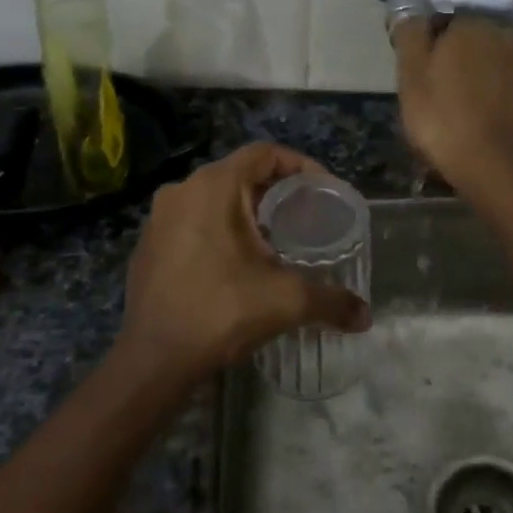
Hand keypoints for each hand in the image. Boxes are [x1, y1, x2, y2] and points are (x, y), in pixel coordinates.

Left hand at [114, 142, 369, 384]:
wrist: (153, 358)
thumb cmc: (221, 311)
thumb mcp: (286, 301)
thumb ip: (331, 301)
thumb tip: (365, 316)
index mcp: (214, 186)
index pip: (264, 153)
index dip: (299, 165)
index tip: (322, 190)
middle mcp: (182, 190)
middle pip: (239, 174)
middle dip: (275, 191)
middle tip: (304, 216)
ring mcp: (158, 218)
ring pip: (213, 198)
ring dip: (245, 211)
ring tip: (274, 239)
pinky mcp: (148, 244)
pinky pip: (191, 221)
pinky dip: (218, 230)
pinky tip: (235, 263)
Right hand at [395, 17, 512, 201]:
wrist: (500, 170)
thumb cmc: (444, 123)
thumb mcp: (410, 80)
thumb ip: (410, 39)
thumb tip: (411, 15)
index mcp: (470, 29)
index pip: (444, 28)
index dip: (430, 53)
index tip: (421, 81)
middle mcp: (506, 39)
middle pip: (474, 47)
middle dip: (459, 66)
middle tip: (441, 102)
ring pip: (496, 69)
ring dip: (483, 84)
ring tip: (467, 119)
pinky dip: (503, 104)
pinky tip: (490, 129)